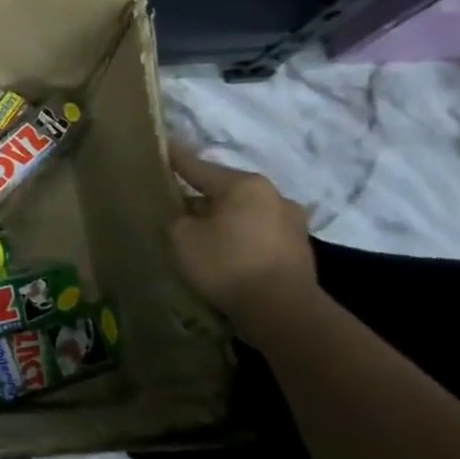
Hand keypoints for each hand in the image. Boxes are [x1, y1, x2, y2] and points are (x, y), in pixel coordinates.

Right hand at [168, 141, 317, 329]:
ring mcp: (291, 222)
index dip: (174, 158)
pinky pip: (257, 234)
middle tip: (174, 205)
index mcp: (244, 185)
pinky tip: (223, 252)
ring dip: (221, 219)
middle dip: (199, 197)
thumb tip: (182, 214)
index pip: (198, 166)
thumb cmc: (227, 265)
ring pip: (242, 213)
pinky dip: (238, 238)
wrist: (283, 313)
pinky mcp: (298, 249)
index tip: (160, 146)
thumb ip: (175, 217)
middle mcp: (273, 195)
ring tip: (199, 233)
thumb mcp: (182, 238)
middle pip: (224, 190)